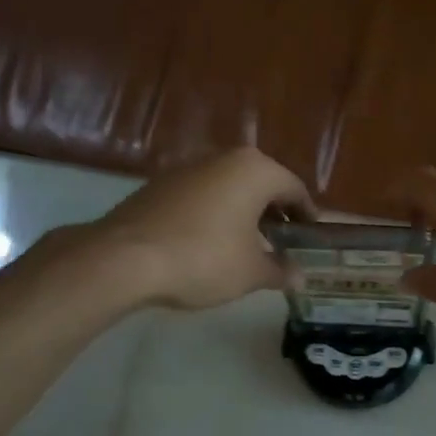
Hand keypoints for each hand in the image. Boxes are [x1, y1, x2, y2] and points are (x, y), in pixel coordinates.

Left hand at [63, 148, 312, 309]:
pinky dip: (216, 214)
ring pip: (231, 188)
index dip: (307, 217)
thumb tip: (299, 276)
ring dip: (245, 214)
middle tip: (283, 245)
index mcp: (255, 170)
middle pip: (262, 184)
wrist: (125, 259)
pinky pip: (203, 196)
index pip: (295, 190)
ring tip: (249, 247)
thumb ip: (281, 271)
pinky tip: (212, 244)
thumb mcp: (251, 273)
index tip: (311, 240)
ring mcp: (188, 167)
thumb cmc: (204, 259)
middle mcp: (224, 158)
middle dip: (275, 214)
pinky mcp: (161, 184)